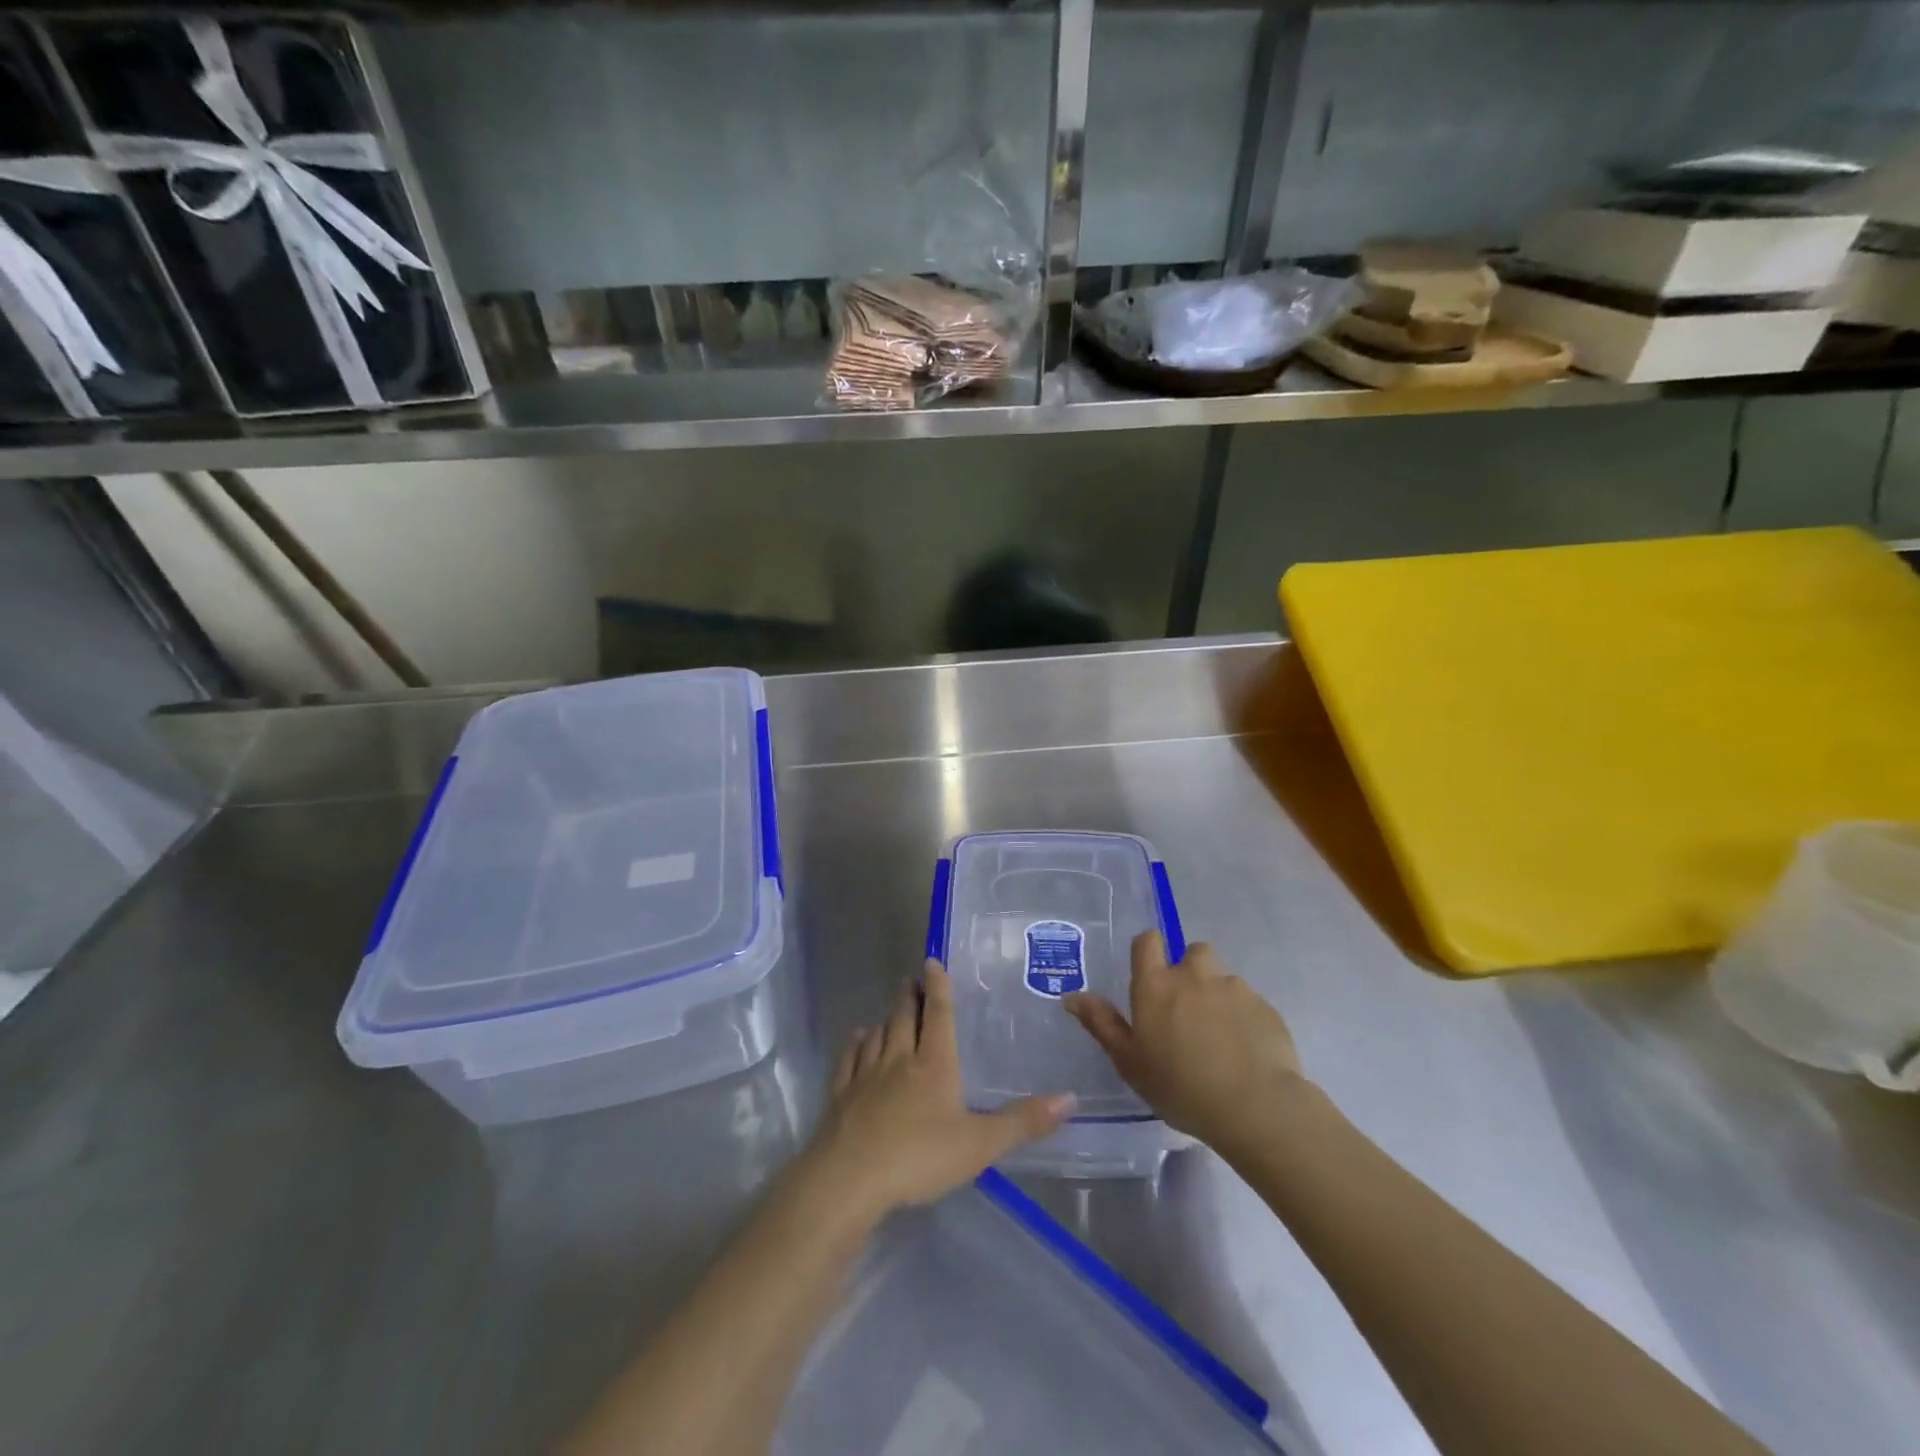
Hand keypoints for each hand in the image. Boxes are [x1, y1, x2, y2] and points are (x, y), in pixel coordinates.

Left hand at [799, 961, 1073, 1223]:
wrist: (850, 1179)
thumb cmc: (919, 1157)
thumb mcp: (979, 1145)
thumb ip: (1023, 1122)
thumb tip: (1070, 1097)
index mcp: (934, 1064)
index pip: (938, 1015)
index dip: (938, 987)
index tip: (931, 961)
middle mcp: (899, 1060)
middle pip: (904, 1018)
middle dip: (910, 997)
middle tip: (911, 979)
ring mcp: (866, 1076)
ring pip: (877, 1035)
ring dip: (885, 1018)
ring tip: (889, 1009)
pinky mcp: (841, 1096)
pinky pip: (850, 1060)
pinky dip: (856, 1045)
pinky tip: (857, 1041)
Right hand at [1064, 932, 1304, 1152]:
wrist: (1254, 1106)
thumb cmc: (1180, 1087)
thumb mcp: (1129, 1062)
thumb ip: (1101, 1024)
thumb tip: (1071, 995)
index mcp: (1155, 984)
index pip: (1147, 941)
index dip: (1148, 951)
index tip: (1150, 977)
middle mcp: (1193, 975)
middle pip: (1191, 953)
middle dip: (1189, 972)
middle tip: (1186, 1010)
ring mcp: (1233, 987)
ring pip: (1222, 977)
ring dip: (1217, 993)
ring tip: (1219, 1032)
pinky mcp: (1264, 1006)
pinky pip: (1249, 1001)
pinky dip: (1244, 1016)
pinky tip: (1245, 1049)